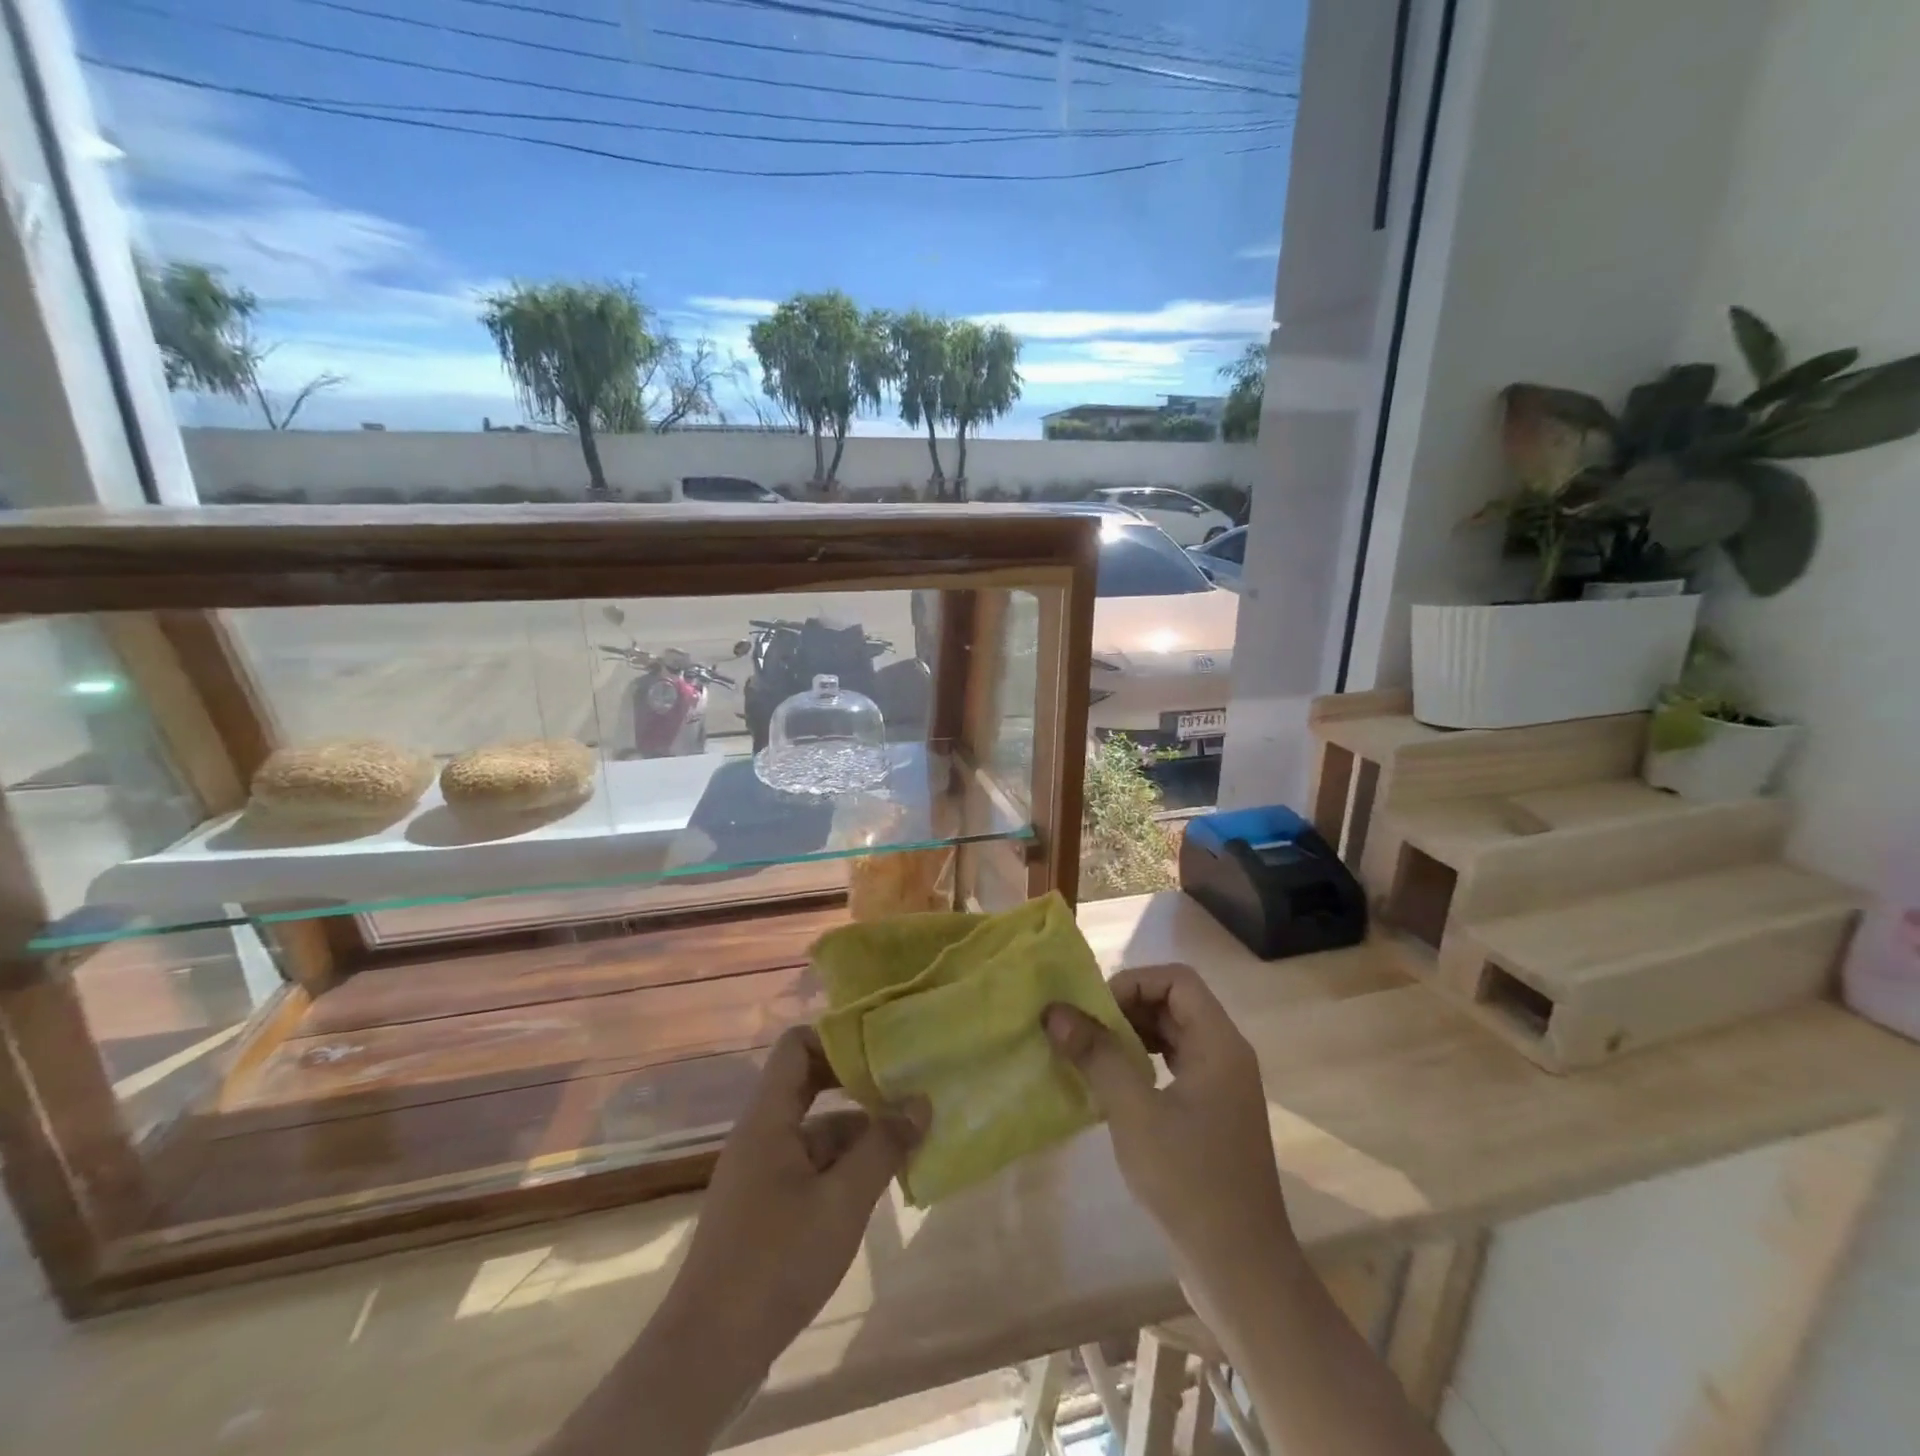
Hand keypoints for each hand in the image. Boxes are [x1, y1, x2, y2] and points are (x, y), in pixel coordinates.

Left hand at [663, 1027, 928, 1370]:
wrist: (709, 1353)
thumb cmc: (776, 1261)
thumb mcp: (842, 1201)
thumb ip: (883, 1147)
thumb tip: (921, 1102)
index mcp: (768, 1118)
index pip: (796, 1046)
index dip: (836, 1038)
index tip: (880, 1049)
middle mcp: (761, 1134)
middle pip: (808, 1085)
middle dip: (856, 1084)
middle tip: (904, 1087)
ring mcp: (761, 1172)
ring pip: (814, 1131)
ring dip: (857, 1132)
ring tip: (908, 1139)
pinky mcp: (766, 1208)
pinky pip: (810, 1166)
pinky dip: (843, 1166)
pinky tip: (879, 1185)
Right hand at [1043, 964, 1294, 1294]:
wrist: (1241, 1271)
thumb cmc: (1190, 1183)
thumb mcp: (1134, 1113)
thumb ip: (1097, 1055)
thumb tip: (1055, 1011)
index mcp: (1220, 1044)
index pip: (1177, 981)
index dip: (1134, 983)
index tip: (1095, 1010)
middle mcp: (1225, 1056)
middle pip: (1174, 1004)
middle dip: (1125, 1008)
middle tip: (1082, 1029)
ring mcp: (1219, 1087)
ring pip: (1171, 1036)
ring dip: (1130, 1036)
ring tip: (1089, 1054)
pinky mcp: (1209, 1115)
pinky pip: (1171, 1067)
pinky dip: (1140, 1063)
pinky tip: (1110, 1086)